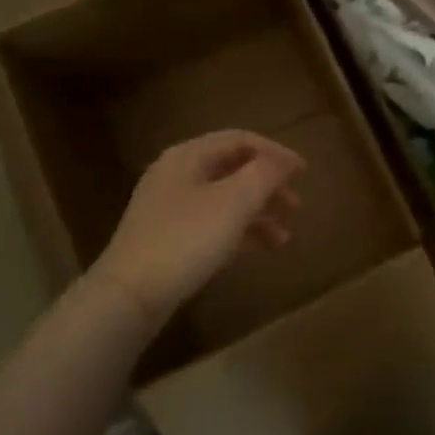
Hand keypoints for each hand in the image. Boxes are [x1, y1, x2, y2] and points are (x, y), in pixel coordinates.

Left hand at [92, 131, 304, 324]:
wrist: (130, 295)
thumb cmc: (186, 239)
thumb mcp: (234, 202)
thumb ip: (264, 174)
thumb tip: (285, 161)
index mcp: (188, 156)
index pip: (240, 140)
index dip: (275, 152)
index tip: (304, 172)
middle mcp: (177, 174)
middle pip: (233, 168)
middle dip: (268, 184)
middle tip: (296, 204)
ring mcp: (171, 208)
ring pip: (225, 199)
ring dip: (259, 211)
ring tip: (285, 234)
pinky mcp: (170, 238)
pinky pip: (214, 224)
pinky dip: (241, 231)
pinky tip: (263, 248)